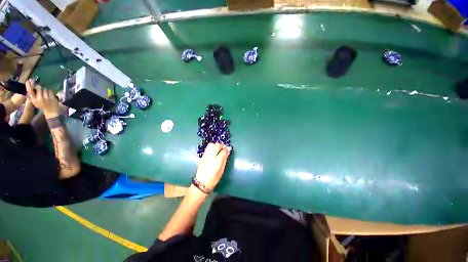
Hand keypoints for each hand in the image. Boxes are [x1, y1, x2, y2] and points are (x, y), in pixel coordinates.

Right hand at [25, 79, 59, 118]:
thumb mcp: (35, 102)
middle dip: (39, 87)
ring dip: (45, 89)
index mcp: (34, 100)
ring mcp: (46, 97)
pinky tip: (49, 94)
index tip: (28, 81)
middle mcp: (40, 98)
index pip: (30, 91)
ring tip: (45, 93)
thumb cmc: (42, 106)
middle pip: (39, 87)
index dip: (28, 85)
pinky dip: (49, 91)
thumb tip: (29, 87)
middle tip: (40, 89)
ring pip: (45, 88)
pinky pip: (50, 90)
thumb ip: (32, 96)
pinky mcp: (52, 97)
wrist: (51, 111)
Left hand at [195, 143, 230, 190]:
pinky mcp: (202, 156)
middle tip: (224, 148)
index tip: (229, 149)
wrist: (201, 183)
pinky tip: (213, 152)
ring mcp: (205, 155)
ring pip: (211, 145)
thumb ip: (225, 160)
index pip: (223, 151)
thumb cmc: (214, 179)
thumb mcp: (222, 170)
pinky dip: (211, 148)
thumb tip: (228, 152)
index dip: (227, 149)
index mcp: (217, 161)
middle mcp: (210, 156)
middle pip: (217, 145)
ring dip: (215, 145)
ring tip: (218, 149)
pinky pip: (207, 148)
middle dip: (222, 145)